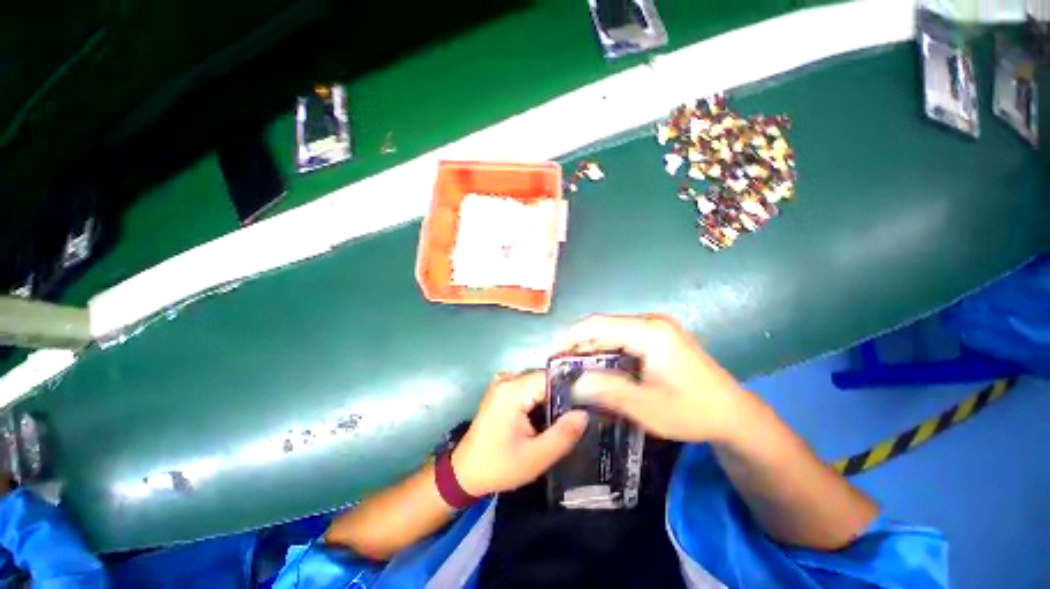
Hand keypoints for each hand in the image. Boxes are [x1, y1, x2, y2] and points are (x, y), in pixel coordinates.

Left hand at [452, 371, 587, 495]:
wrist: (465, 473)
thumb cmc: (499, 466)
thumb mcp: (536, 457)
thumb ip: (563, 435)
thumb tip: (584, 414)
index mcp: (513, 390)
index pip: (550, 379)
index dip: (571, 389)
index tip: (588, 404)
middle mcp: (507, 380)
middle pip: (544, 380)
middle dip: (562, 396)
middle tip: (579, 415)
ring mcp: (503, 384)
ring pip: (537, 384)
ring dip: (551, 399)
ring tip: (566, 417)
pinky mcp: (502, 391)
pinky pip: (528, 388)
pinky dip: (539, 400)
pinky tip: (546, 417)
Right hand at [559, 314, 752, 443]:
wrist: (733, 414)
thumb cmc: (693, 411)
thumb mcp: (648, 407)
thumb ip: (609, 391)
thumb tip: (574, 383)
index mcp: (650, 332)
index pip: (599, 324)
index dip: (572, 336)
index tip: (553, 352)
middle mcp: (651, 322)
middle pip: (604, 327)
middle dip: (580, 344)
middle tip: (561, 365)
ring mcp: (656, 328)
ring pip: (612, 333)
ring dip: (592, 348)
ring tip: (574, 368)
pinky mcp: (658, 337)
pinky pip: (623, 339)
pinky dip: (607, 351)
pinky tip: (599, 367)